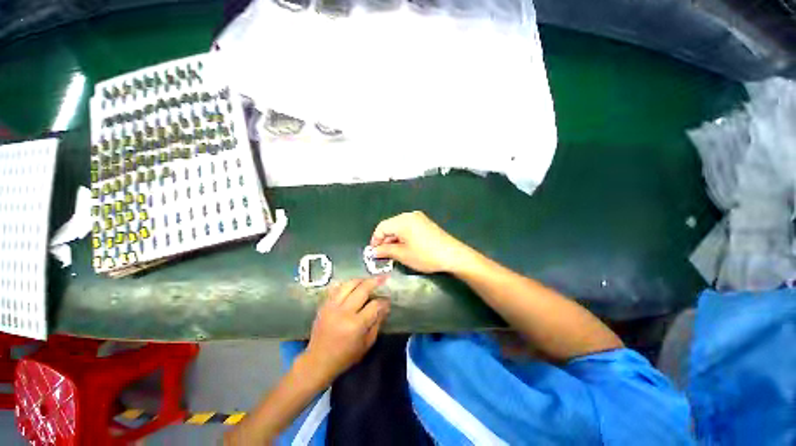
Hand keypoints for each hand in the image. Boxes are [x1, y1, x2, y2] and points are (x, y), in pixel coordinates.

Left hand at [303, 277, 390, 382]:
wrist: (318, 361)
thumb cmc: (345, 356)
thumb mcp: (367, 343)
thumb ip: (377, 323)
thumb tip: (386, 306)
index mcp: (356, 325)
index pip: (374, 305)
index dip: (384, 301)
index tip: (388, 299)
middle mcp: (344, 312)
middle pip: (362, 289)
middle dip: (375, 281)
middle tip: (383, 277)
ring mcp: (332, 306)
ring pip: (349, 284)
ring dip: (361, 280)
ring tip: (369, 279)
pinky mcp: (324, 304)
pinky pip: (337, 288)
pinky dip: (347, 284)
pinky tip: (354, 284)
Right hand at [370, 211, 468, 273]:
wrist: (452, 255)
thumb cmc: (425, 255)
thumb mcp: (403, 254)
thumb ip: (385, 251)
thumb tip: (373, 251)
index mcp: (402, 220)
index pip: (381, 227)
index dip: (375, 240)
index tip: (374, 252)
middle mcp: (409, 215)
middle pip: (390, 225)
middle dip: (385, 239)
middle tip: (384, 254)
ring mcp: (419, 218)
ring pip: (399, 226)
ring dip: (394, 238)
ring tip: (394, 252)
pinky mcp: (425, 222)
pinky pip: (408, 227)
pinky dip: (403, 236)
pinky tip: (405, 246)